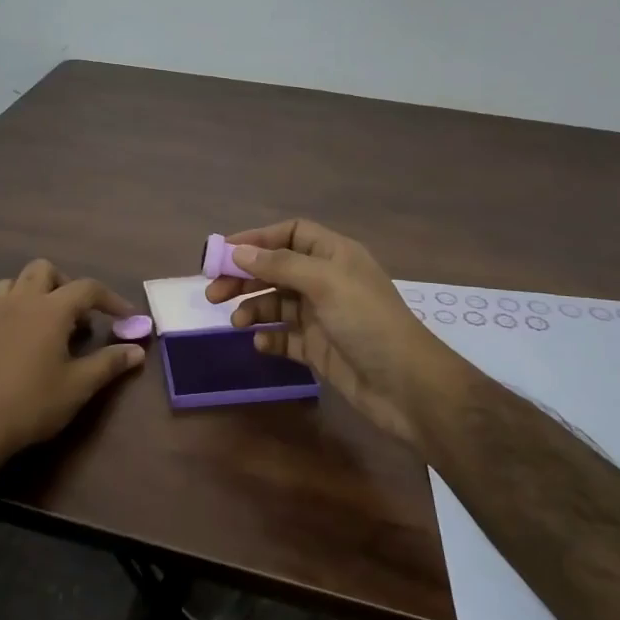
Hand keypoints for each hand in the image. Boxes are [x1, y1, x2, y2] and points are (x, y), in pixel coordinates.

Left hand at [0, 259, 145, 471]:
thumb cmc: (34, 404)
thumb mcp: (80, 385)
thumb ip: (110, 362)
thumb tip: (137, 350)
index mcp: (51, 309)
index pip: (88, 288)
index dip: (111, 299)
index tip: (126, 317)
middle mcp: (19, 302)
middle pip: (42, 270)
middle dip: (63, 284)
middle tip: (76, 314)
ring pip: (8, 285)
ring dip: (27, 294)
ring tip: (39, 321)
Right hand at [205, 219, 478, 453]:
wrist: (406, 386)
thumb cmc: (367, 322)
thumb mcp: (324, 283)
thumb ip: (280, 265)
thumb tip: (238, 251)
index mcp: (334, 255)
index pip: (291, 233)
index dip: (257, 239)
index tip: (223, 252)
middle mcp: (327, 281)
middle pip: (277, 268)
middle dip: (245, 277)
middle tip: (212, 292)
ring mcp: (322, 316)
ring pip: (277, 303)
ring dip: (254, 307)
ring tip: (236, 322)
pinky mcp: (319, 349)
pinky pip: (286, 337)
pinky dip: (270, 337)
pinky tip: (262, 343)